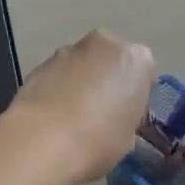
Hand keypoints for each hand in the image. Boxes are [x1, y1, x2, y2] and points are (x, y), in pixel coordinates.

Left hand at [11, 30, 155, 184]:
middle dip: (108, 79)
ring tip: (73, 116)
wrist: (42, 140)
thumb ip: (127, 114)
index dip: (136, 95)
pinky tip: (53, 115)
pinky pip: (59, 74)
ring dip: (82, 81)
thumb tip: (116, 116)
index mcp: (136, 59)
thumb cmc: (99, 140)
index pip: (144, 72)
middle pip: (112, 59)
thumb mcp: (129, 136)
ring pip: (83, 64)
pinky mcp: (40, 62)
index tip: (127, 115)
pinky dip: (59, 87)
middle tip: (102, 112)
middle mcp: (104, 43)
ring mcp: (69, 50)